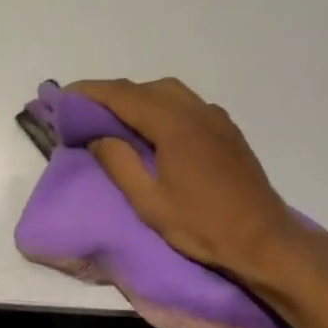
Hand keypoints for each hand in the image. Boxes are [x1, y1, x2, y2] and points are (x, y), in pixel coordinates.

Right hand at [68, 77, 309, 277]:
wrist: (263, 239)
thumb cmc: (202, 226)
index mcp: (174, 124)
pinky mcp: (228, 130)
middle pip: (146, 88)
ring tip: (117, 122)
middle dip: (113, 95)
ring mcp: (216, 118)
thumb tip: (97, 135)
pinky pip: (188, 105)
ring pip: (170, 92)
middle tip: (86, 113)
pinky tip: (154, 131)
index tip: (64, 96)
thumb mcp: (149, 202)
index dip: (90, 92)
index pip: (123, 95)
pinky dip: (162, 107)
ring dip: (139, 99)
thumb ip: (119, 163)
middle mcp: (196, 110)